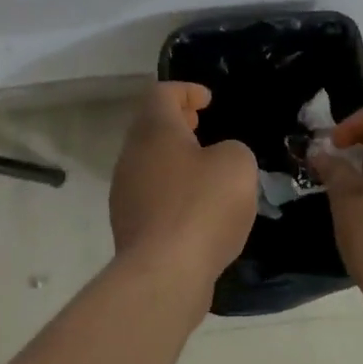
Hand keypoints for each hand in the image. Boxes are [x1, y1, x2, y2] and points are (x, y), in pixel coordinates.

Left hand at [109, 82, 258, 294]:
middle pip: (150, 126)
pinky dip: (172, 190)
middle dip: (177, 123)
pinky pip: (151, 194)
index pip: (161, 92)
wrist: (164, 273)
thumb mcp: (237, 163)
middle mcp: (131, 155)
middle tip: (202, 127)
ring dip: (174, 158)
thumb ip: (232, 149)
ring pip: (149, 162)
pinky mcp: (129, 225)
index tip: (207, 100)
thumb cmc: (202, 206)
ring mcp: (124, 192)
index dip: (185, 90)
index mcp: (154, 130)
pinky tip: (197, 208)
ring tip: (205, 169)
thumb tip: (218, 159)